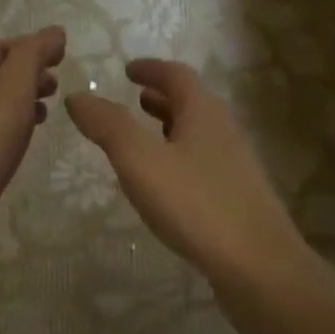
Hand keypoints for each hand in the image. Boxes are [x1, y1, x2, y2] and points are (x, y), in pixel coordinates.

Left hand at [0, 27, 64, 265]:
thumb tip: (53, 31)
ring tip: (46, 115)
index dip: (31, 47)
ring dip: (18, 103)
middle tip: (58, 87)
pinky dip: (7, 131)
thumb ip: (32, 59)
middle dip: (25, 75)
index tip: (63, 57)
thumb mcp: (9, 95)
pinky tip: (19, 147)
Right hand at [65, 59, 303, 283]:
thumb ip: (108, 126)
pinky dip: (179, 158)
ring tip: (145, 137)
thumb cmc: (195, 204)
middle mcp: (224, 131)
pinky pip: (203, 164)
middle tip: (135, 98)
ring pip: (198, 135)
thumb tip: (78, 97)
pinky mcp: (236, 197)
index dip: (151, 69)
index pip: (176, 76)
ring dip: (171, 127)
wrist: (256, 264)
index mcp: (203, 113)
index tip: (128, 70)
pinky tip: (166, 184)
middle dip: (162, 97)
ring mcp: (234, 166)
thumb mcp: (141, 161)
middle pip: (192, 103)